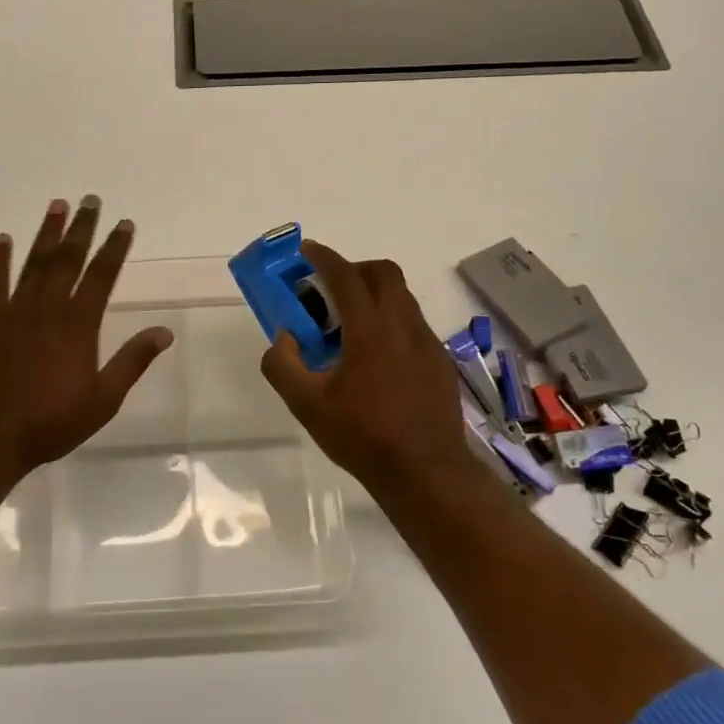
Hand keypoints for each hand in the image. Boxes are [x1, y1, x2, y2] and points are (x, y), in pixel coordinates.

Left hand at [0, 196, 173, 475]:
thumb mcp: (103, 399)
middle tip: (91, 200)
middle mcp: (48, 307)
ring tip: (57, 205)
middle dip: (82, 228)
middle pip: (68, 258)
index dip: (115, 247)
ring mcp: (14, 311)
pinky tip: (3, 239)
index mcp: (79, 324)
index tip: (124, 223)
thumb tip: (164, 331)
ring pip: (34, 262)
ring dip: (47, 233)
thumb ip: (132, 361)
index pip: (102, 275)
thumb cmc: (50, 422)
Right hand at [260, 240, 464, 487]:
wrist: (427, 473)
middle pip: (383, 273)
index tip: (306, 251)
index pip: (345, 276)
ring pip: (402, 297)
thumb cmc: (363, 436)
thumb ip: (283, 365)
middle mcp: (403, 325)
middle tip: (328, 290)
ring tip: (348, 329)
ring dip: (374, 296)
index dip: (323, 257)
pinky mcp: (440, 361)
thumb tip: (283, 338)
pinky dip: (390, 321)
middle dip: (354, 269)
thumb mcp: (307, 405)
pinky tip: (375, 359)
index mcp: (370, 330)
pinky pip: (413, 324)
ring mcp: (427, 342)